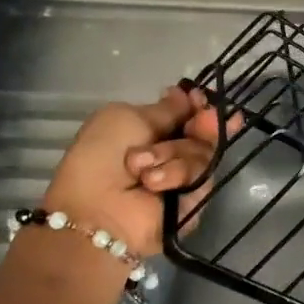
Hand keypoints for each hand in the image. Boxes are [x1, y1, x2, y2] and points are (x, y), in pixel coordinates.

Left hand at [44, 86, 234, 257]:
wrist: (99, 210)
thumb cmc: (101, 157)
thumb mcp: (126, 118)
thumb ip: (165, 109)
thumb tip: (187, 94)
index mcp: (150, 129)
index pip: (187, 113)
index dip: (197, 104)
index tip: (199, 98)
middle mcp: (172, 151)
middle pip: (205, 131)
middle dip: (204, 123)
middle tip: (200, 121)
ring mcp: (185, 177)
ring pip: (203, 151)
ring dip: (172, 154)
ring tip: (143, 171)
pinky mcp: (195, 201)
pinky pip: (202, 176)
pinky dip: (176, 175)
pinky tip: (154, 183)